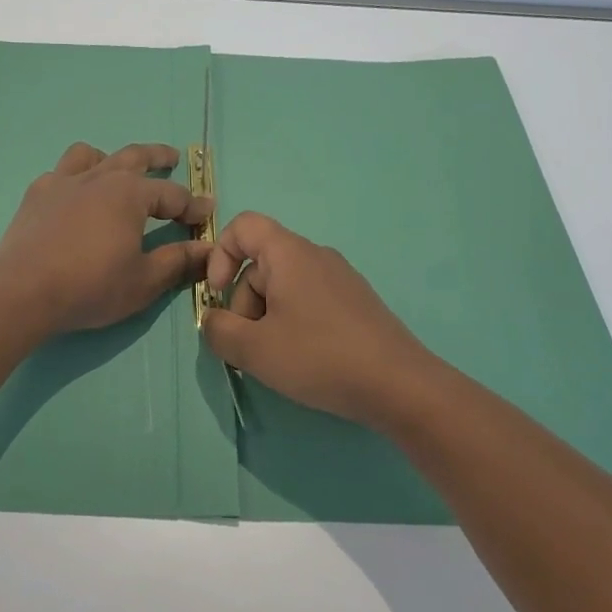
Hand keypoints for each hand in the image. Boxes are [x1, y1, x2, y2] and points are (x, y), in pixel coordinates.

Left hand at [0, 142, 212, 335]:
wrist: (24, 291)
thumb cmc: (91, 286)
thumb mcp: (144, 281)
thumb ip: (178, 261)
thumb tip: (209, 249)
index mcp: (130, 194)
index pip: (172, 195)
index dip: (192, 205)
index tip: (207, 212)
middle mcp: (99, 177)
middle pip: (134, 157)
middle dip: (158, 157)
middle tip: (172, 158)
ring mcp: (62, 182)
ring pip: (91, 155)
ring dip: (109, 158)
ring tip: (115, 169)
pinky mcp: (36, 195)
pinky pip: (59, 174)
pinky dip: (73, 179)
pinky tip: (72, 196)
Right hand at [202, 212, 445, 432]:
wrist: (400, 386)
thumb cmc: (320, 357)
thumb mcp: (254, 350)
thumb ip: (219, 331)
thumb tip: (212, 320)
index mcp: (289, 253)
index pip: (243, 226)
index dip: (220, 254)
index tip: (218, 295)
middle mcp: (316, 255)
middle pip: (261, 264)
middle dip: (243, 302)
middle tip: (248, 347)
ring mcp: (340, 278)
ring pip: (285, 285)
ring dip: (267, 316)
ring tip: (276, 359)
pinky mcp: (356, 302)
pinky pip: (310, 299)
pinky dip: (294, 322)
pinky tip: (304, 359)